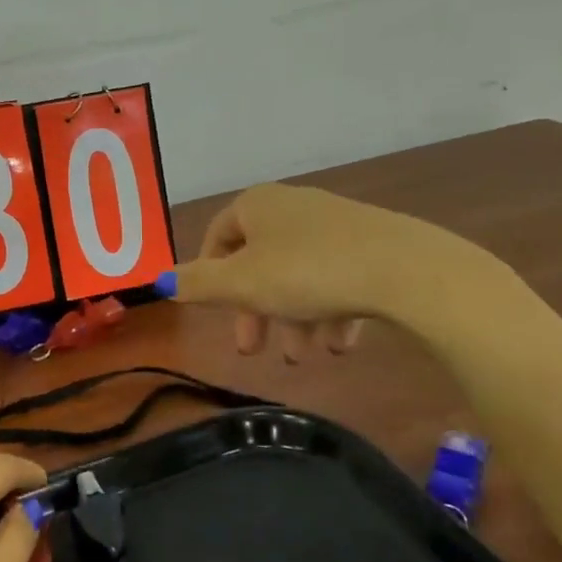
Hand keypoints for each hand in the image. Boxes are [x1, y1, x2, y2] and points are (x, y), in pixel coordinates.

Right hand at [170, 183, 502, 356]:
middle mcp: (293, 206)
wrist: (403, 269)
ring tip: (307, 357)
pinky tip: (340, 343)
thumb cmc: (307, 272)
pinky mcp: (371, 243)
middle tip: (255, 350)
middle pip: (260, 260)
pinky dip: (331, 309)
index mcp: (257, 205)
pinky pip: (338, 276)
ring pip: (300, 274)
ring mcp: (335, 222)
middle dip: (257, 310)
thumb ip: (198, 284)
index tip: (217, 313)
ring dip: (295, 318)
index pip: (219, 236)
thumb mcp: (242, 284)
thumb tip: (158, 281)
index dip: (212, 276)